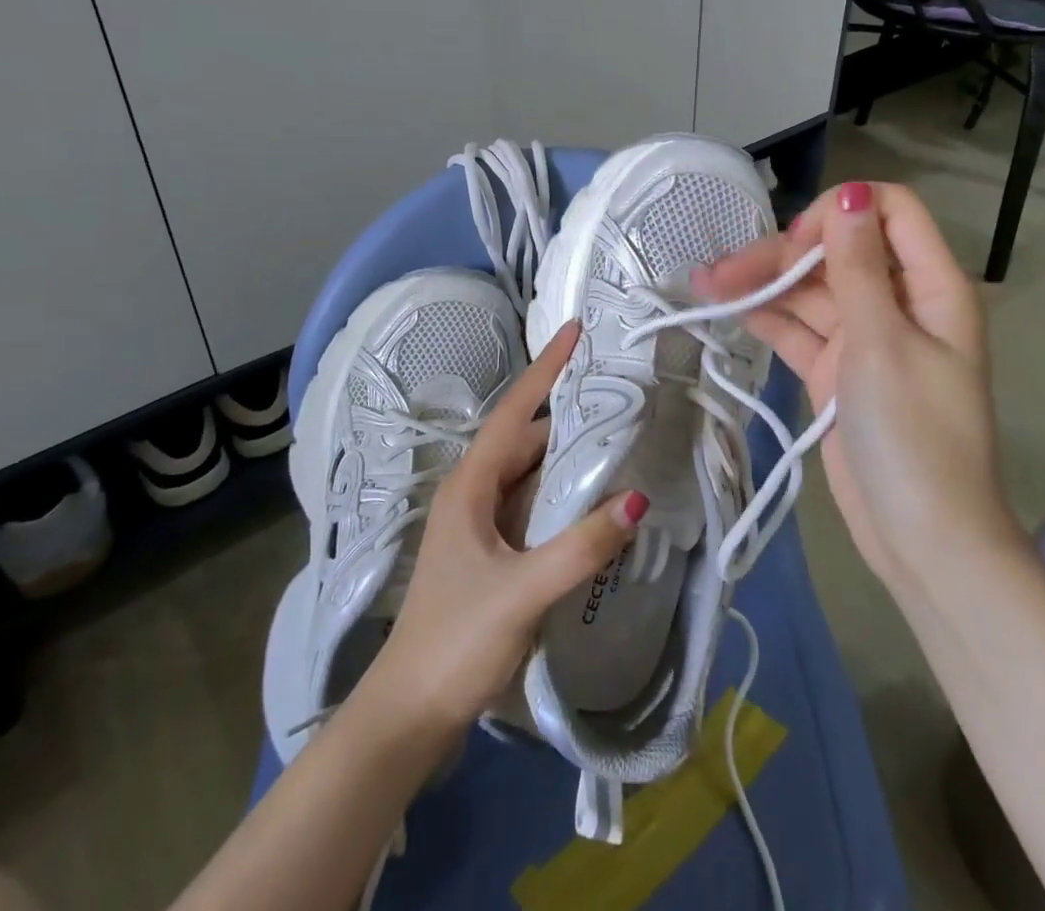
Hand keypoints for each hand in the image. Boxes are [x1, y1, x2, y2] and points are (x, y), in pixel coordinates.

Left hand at [360, 321, 646, 740]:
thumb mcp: (523, 592)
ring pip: (531, 473)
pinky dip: (563, 494)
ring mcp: (481, 524)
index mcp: (471, 485)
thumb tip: (636, 499)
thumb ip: (580, 546)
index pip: (515, 411)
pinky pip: (533, 505)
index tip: (575, 330)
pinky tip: (594, 501)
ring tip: (618, 437)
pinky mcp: (492, 553)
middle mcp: (474, 493)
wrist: (408, 715)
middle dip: (568, 413)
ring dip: (568, 456)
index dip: (546, 369)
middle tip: (619, 393)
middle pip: (526, 438)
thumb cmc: (455, 641)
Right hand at [695, 181, 1015, 594]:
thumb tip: (852, 192)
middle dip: (781, 255)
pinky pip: (798, 330)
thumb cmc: (914, 437)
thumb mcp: (883, 344)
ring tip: (703, 284)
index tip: (797, 243)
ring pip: (809, 291)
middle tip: (722, 272)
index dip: (841, 213)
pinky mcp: (836, 370)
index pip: (889, 212)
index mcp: (930, 286)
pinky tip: (724, 308)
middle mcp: (897, 302)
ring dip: (761, 284)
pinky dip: (765, 318)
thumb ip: (859, 266)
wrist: (921, 541)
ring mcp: (864, 338)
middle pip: (836, 252)